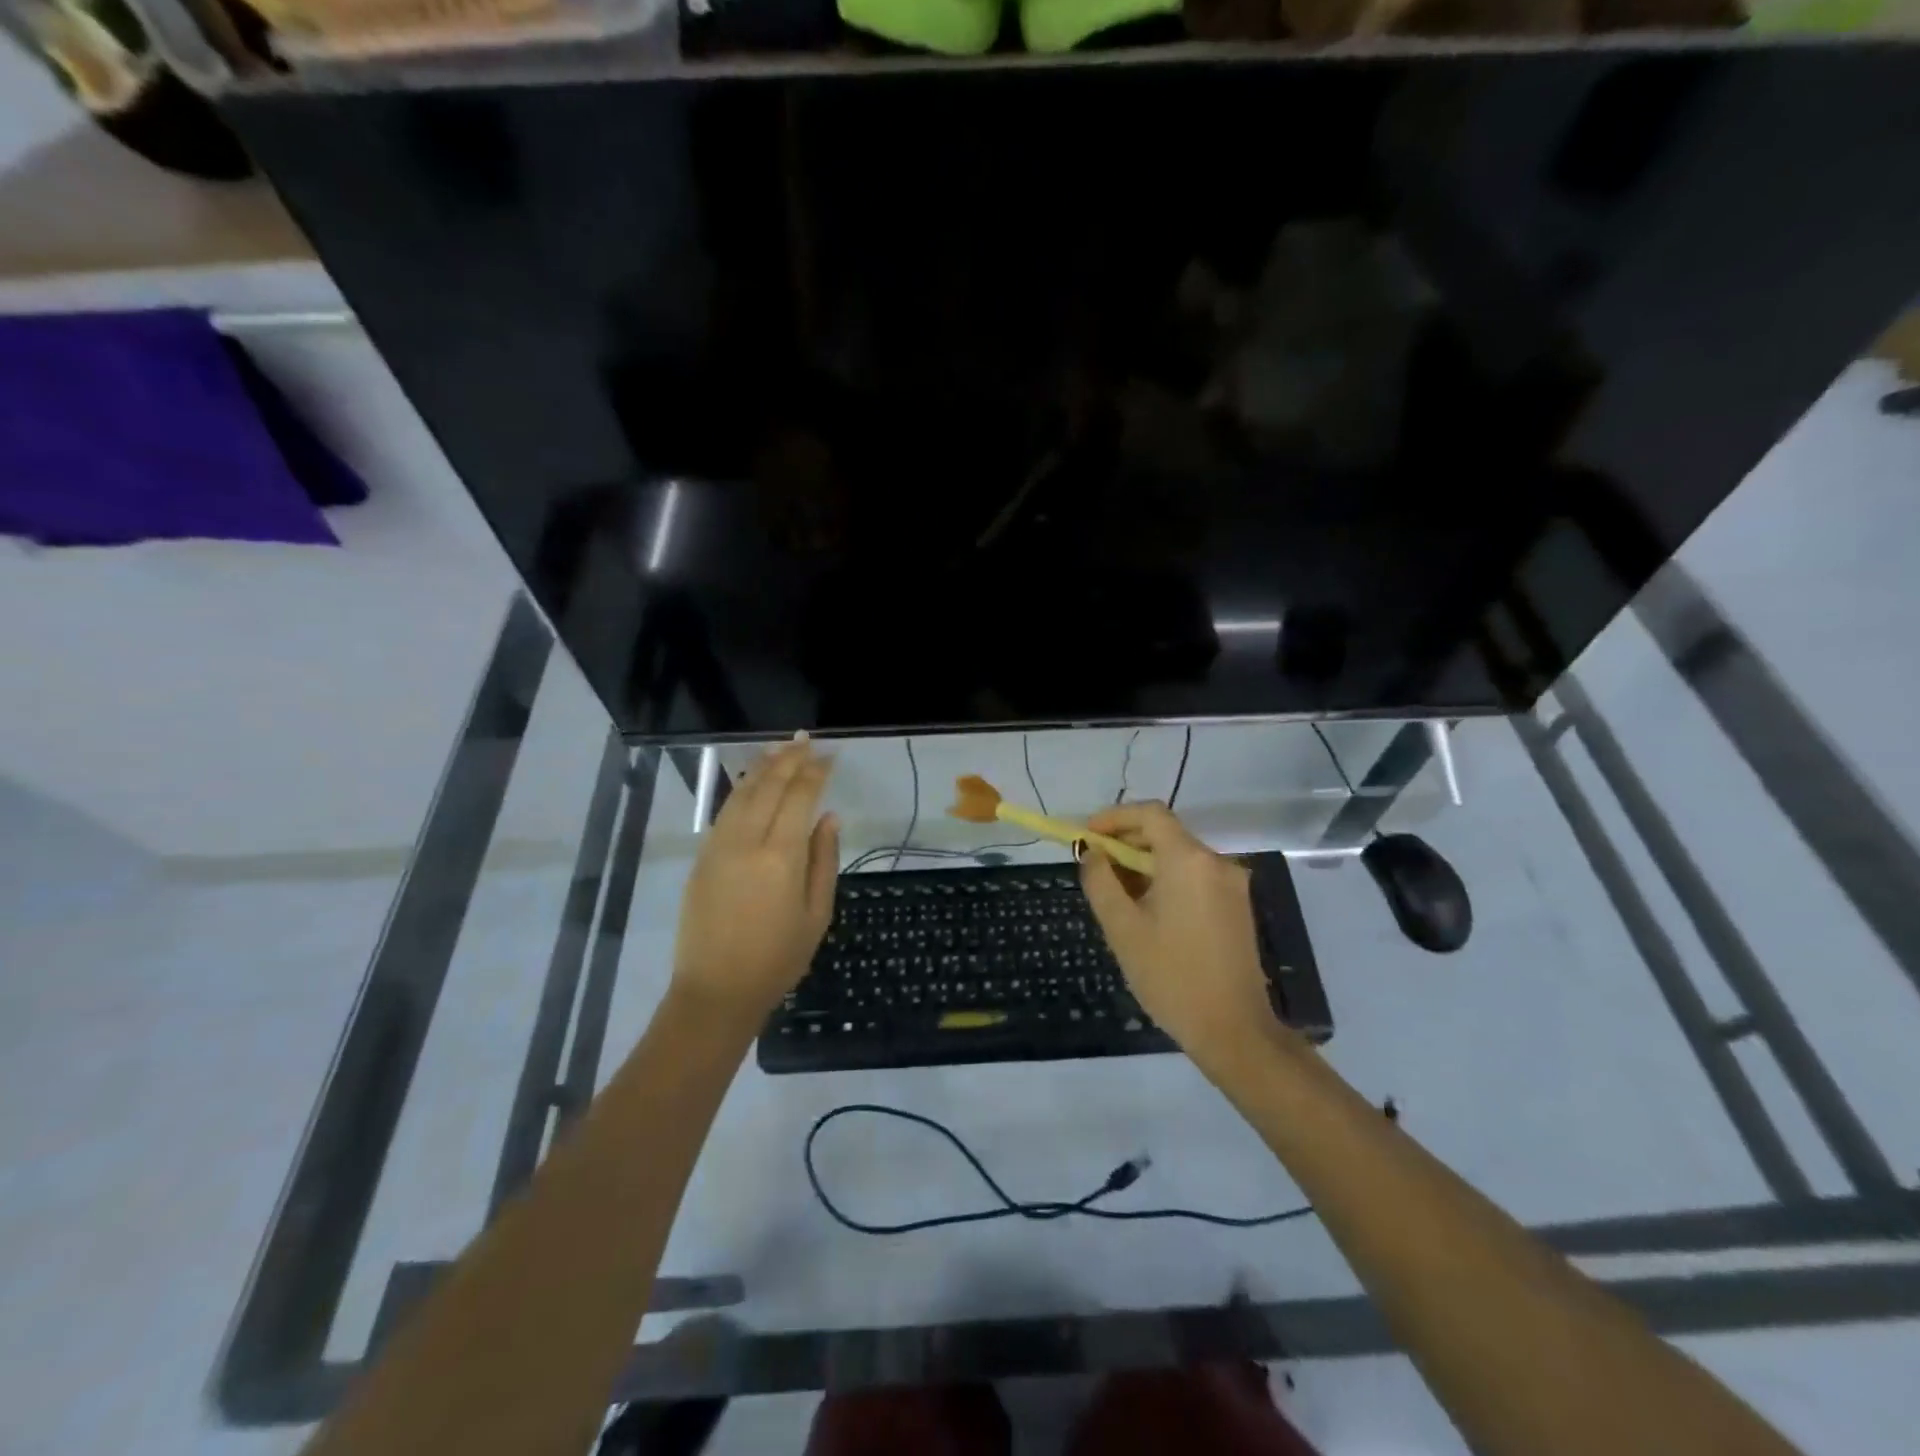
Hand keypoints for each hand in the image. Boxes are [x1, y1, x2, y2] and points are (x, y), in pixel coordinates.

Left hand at [672, 736, 838, 1023]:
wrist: (717, 990)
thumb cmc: (778, 958)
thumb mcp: (817, 914)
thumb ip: (824, 860)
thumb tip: (829, 817)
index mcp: (781, 857)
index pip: (800, 797)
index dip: (816, 772)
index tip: (830, 756)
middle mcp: (747, 842)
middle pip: (769, 786)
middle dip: (790, 759)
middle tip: (807, 741)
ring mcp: (719, 847)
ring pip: (742, 793)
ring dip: (763, 767)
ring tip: (780, 749)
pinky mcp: (702, 857)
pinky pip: (725, 811)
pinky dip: (742, 789)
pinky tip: (752, 781)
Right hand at [1079, 802, 1278, 1059]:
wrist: (1233, 1029)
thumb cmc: (1171, 976)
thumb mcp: (1122, 928)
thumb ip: (1100, 881)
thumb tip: (1092, 853)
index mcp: (1189, 860)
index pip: (1150, 814)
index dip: (1114, 818)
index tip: (1087, 837)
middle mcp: (1216, 862)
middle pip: (1166, 833)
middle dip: (1126, 842)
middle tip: (1094, 866)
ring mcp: (1232, 884)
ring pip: (1179, 856)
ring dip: (1144, 864)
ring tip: (1115, 893)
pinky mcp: (1237, 905)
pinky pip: (1195, 876)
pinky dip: (1166, 879)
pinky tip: (1146, 909)